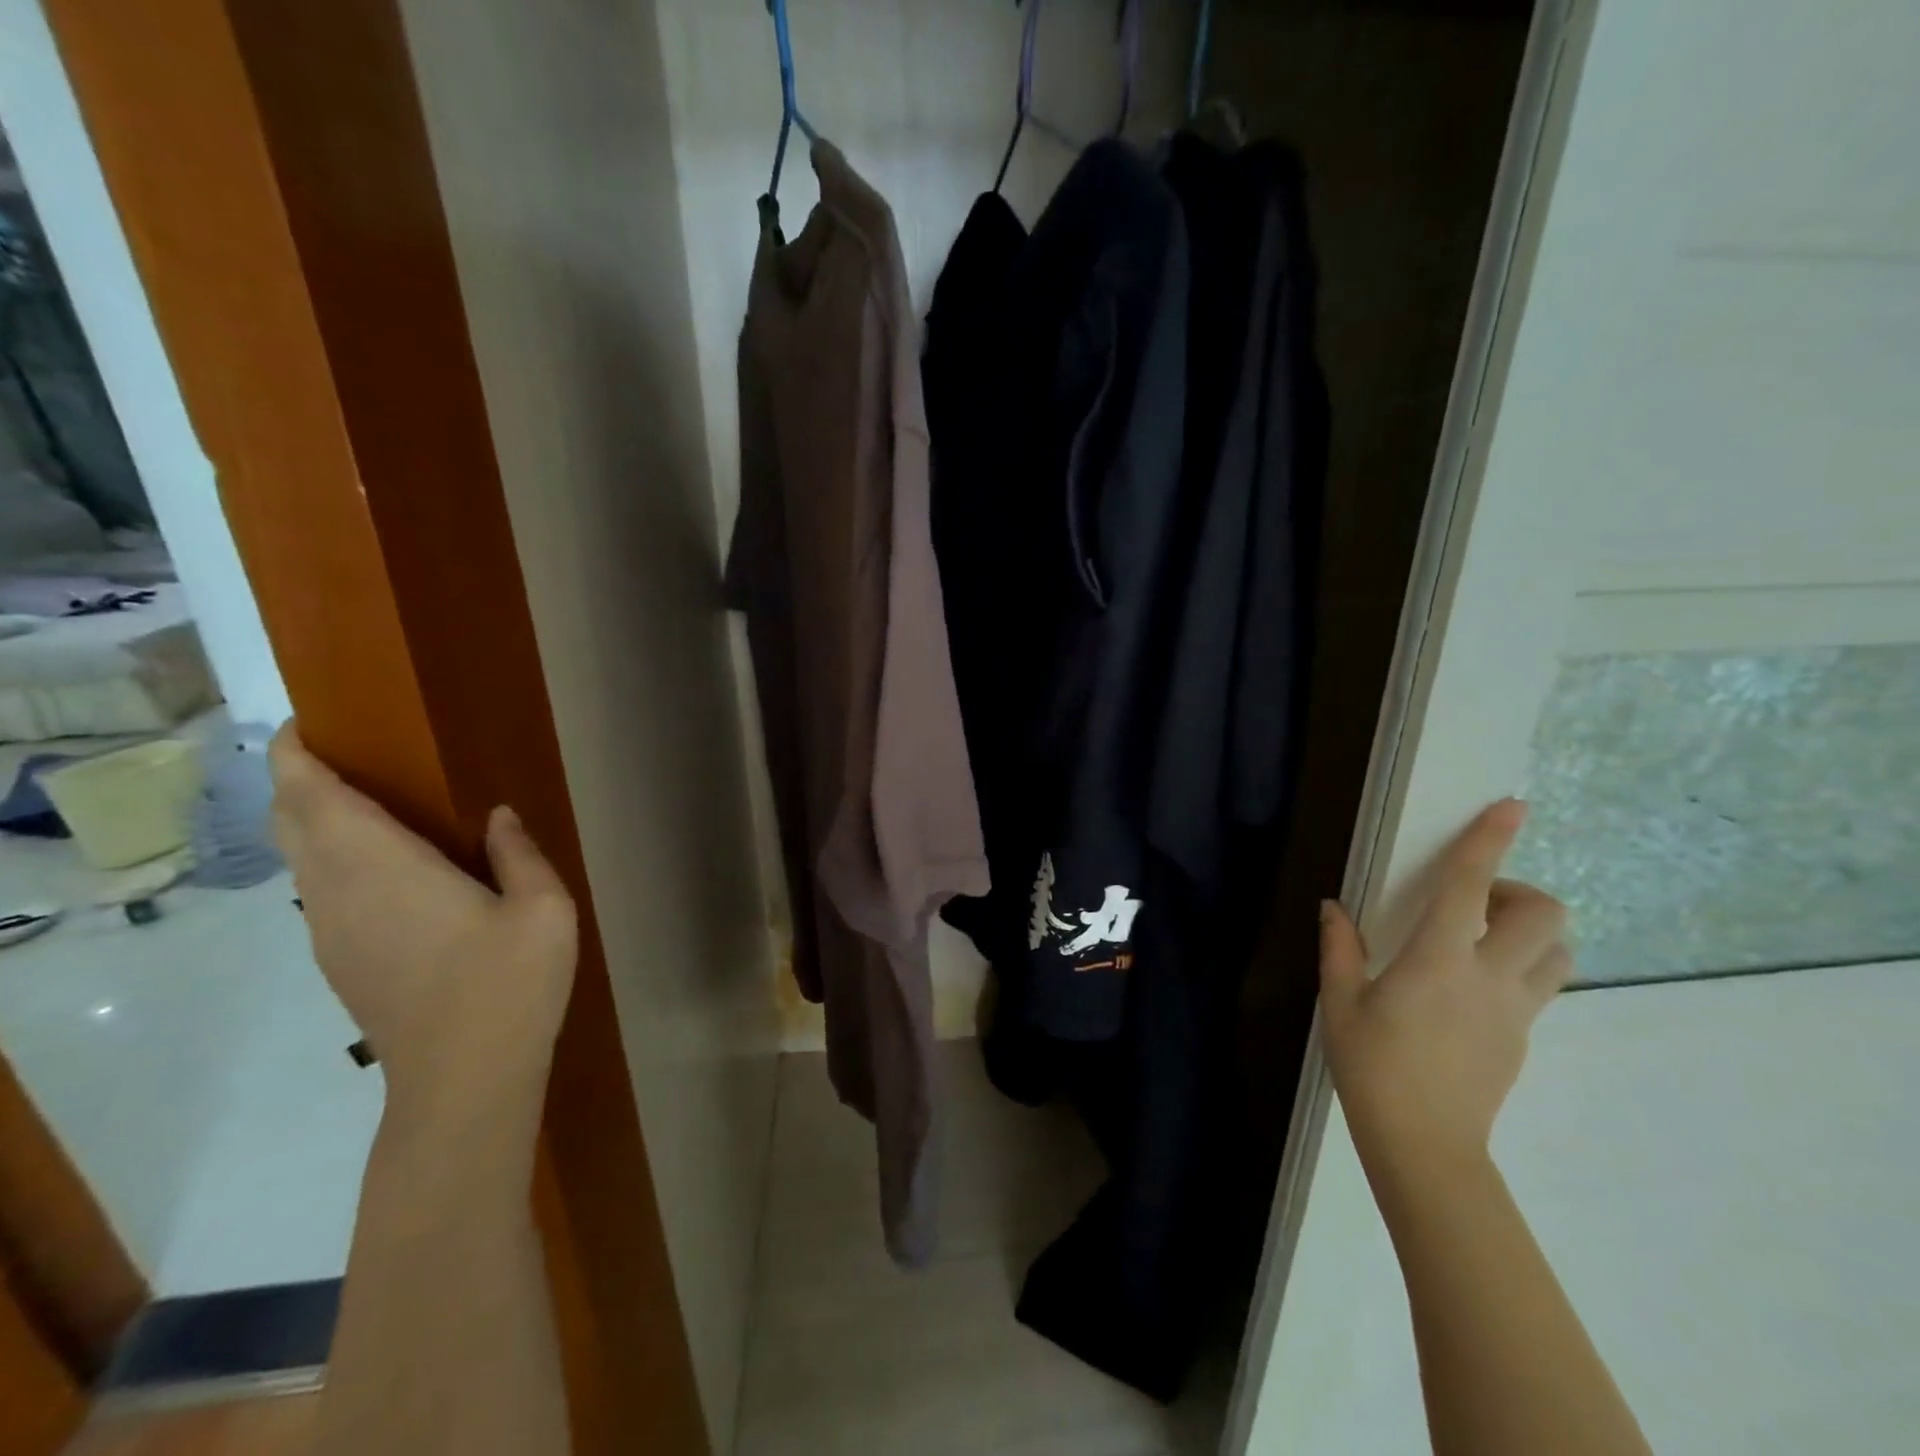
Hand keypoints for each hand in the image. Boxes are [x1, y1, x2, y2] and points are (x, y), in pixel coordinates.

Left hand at [269, 726, 576, 1121]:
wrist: (464, 1079)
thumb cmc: (509, 983)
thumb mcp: (542, 907)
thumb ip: (518, 853)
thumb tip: (496, 816)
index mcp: (384, 868)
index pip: (314, 798)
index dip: (296, 757)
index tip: (306, 725)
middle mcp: (339, 893)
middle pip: (293, 824)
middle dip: (299, 782)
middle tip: (342, 754)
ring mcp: (332, 932)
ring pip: (300, 859)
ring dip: (313, 822)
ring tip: (361, 800)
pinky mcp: (341, 961)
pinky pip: (319, 890)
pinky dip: (328, 857)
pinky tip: (380, 865)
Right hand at [1318, 799, 1570, 1179]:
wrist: (1425, 1146)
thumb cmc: (1372, 1067)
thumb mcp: (1340, 1003)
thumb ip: (1340, 949)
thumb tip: (1333, 907)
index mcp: (1438, 963)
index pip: (1469, 889)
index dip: (1488, 842)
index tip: (1512, 806)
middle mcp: (1490, 979)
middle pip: (1545, 916)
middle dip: (1518, 891)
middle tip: (1471, 904)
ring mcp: (1516, 1011)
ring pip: (1559, 952)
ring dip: (1530, 930)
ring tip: (1481, 938)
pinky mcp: (1523, 1036)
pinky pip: (1540, 984)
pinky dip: (1520, 964)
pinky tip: (1471, 984)